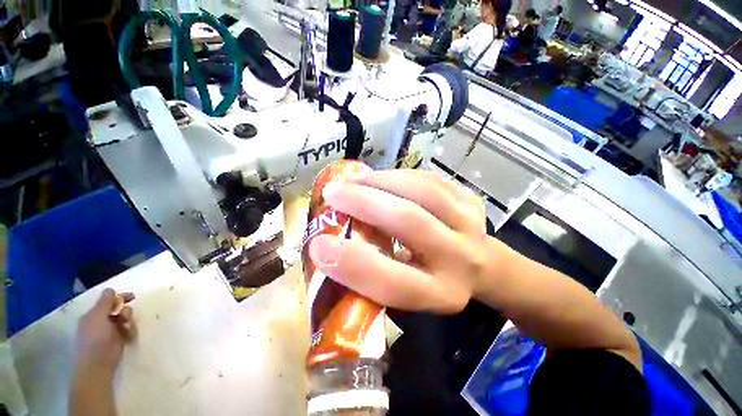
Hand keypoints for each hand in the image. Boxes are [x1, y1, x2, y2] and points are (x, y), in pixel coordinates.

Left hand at [74, 289, 135, 378]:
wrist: (98, 362)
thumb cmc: (95, 336)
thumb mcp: (98, 315)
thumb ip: (105, 301)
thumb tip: (111, 290)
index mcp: (93, 314)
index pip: (108, 301)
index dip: (119, 297)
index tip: (132, 297)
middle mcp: (101, 321)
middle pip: (119, 309)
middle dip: (125, 311)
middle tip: (126, 317)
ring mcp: (111, 330)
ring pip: (125, 318)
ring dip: (128, 320)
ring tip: (126, 328)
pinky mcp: (120, 339)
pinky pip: (129, 329)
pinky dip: (130, 330)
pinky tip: (128, 334)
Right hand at [308, 169, 490, 313]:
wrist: (482, 265)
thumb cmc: (433, 282)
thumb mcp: (408, 293)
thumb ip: (375, 274)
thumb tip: (333, 244)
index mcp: (440, 294)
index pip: (392, 282)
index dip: (352, 265)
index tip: (318, 246)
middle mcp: (460, 259)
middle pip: (409, 221)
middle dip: (364, 203)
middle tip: (333, 193)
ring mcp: (470, 223)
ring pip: (421, 191)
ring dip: (380, 181)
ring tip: (354, 180)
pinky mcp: (470, 199)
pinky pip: (429, 179)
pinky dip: (399, 175)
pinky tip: (382, 178)